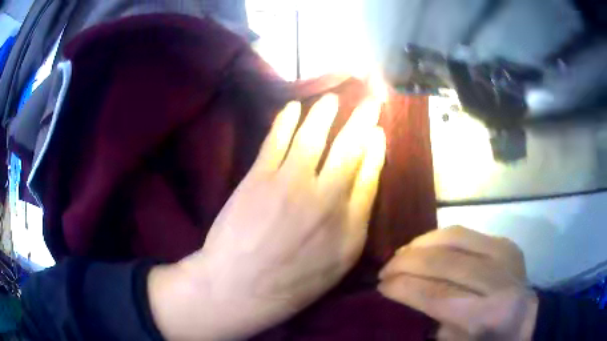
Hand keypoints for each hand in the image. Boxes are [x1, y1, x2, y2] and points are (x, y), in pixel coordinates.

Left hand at [149, 94, 385, 339]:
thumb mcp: (341, 261)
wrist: (241, 286)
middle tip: (369, 100)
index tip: (378, 130)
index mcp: (350, 222)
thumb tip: (367, 179)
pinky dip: (285, 119)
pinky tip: (292, 106)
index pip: (370, 172)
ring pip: (313, 135)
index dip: (376, 147)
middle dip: (362, 118)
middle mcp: (326, 195)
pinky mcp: (258, 177)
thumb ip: (358, 219)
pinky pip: (275, 139)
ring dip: (324, 112)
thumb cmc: (295, 281)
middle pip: (349, 146)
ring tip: (331, 99)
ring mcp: (290, 182)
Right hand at [378, 226, 538, 340]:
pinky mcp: (505, 242)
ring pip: (454, 237)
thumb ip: (431, 318)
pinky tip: (425, 246)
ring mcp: (505, 254)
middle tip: (385, 269)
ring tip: (401, 254)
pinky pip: (465, 232)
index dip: (404, 287)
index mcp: (488, 315)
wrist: (526, 317)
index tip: (380, 286)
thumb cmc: (488, 339)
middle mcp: (499, 279)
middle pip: (444, 262)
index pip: (437, 294)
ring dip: (420, 244)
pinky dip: (438, 237)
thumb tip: (404, 292)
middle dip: (407, 262)